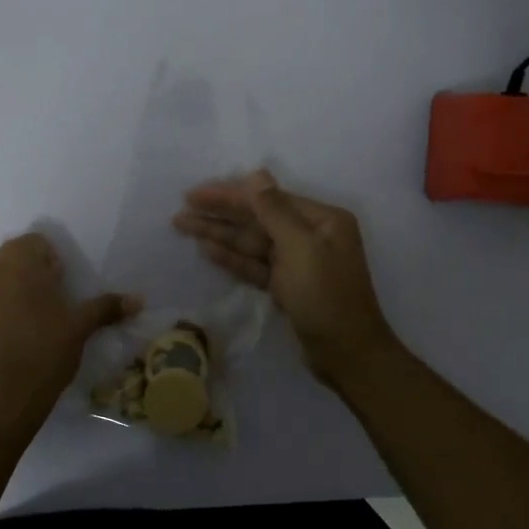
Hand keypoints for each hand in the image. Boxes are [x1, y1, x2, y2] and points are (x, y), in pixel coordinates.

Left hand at [0, 233, 140, 433]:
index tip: (58, 293)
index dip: (50, 266)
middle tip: (41, 313)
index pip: (36, 245)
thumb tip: (138, 300)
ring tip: (16, 331)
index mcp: (17, 260)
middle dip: (24, 280)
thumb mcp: (80, 327)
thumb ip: (106, 307)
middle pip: (9, 263)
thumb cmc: (44, 352)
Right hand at [173, 170, 396, 384]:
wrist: (347, 355)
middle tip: (181, 211)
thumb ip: (274, 211)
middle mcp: (311, 234)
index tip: (195, 194)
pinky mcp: (287, 286)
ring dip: (219, 234)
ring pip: (252, 242)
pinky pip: (255, 265)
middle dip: (220, 214)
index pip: (267, 199)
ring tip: (184, 226)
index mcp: (322, 219)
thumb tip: (256, 174)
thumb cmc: (327, 297)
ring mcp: (298, 261)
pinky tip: (207, 249)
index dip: (230, 195)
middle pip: (257, 219)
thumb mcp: (301, 249)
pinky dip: (232, 258)